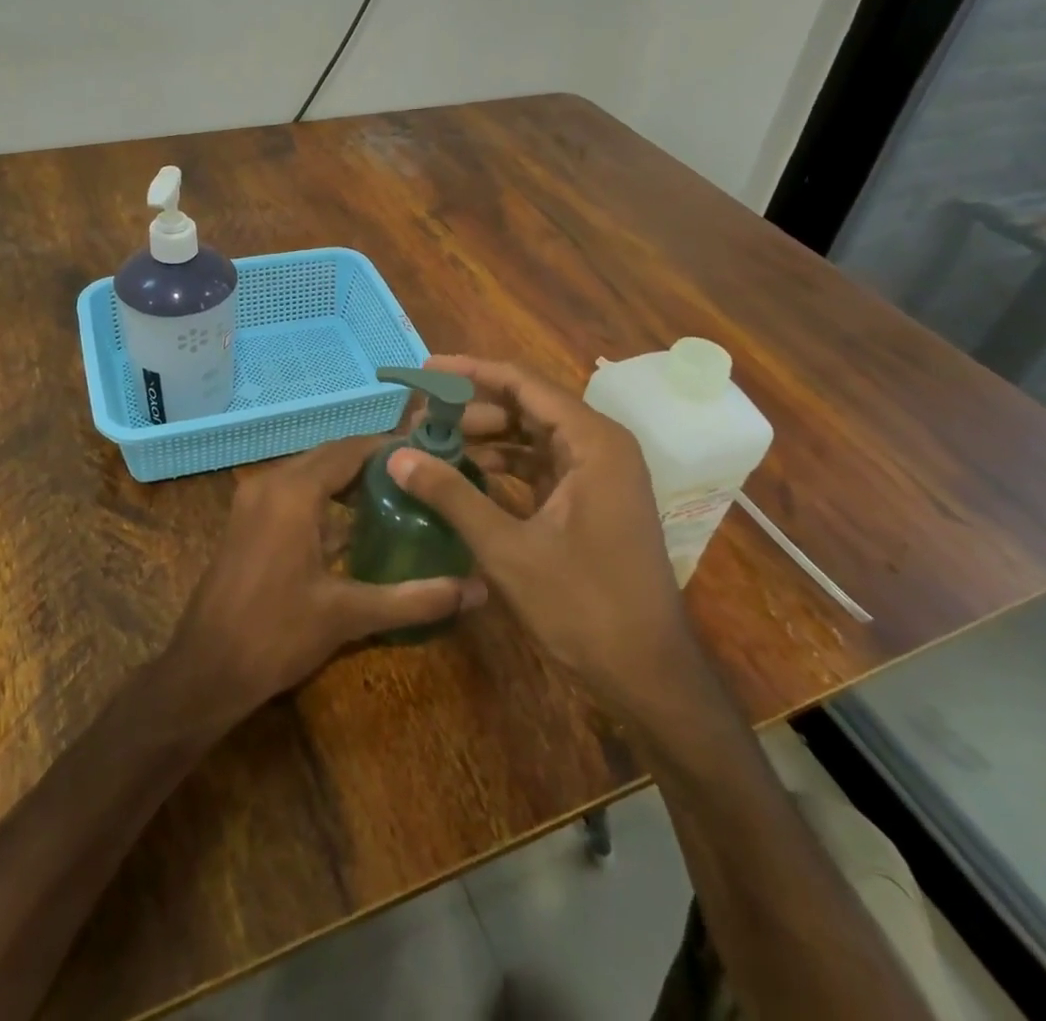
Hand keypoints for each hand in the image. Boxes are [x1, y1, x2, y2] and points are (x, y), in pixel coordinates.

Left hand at [167, 435, 488, 723]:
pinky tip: (352, 525)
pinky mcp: (246, 519)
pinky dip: (323, 496)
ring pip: (309, 472)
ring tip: (395, 498)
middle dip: (372, 464)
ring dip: (347, 479)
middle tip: (418, 480)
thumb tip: (476, 591)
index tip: (429, 458)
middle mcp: (270, 482)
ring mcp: (252, 499)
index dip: (390, 449)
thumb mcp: (349, 615)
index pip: (351, 449)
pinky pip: (292, 490)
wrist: (204, 670)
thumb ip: (414, 599)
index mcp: (294, 491)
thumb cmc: (276, 635)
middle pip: (330, 456)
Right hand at [386, 357, 703, 723]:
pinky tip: (465, 473)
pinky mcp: (591, 500)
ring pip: (532, 436)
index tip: (424, 371)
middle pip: (527, 406)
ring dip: (485, 437)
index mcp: (592, 441)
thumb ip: (451, 495)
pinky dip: (503, 466)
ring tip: (433, 442)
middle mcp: (600, 445)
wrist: (648, 673)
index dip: (470, 372)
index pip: (522, 383)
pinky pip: (540, 465)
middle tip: (419, 418)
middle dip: (472, 408)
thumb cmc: (584, 605)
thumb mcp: (508, 549)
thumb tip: (396, 455)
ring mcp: (598, 474)